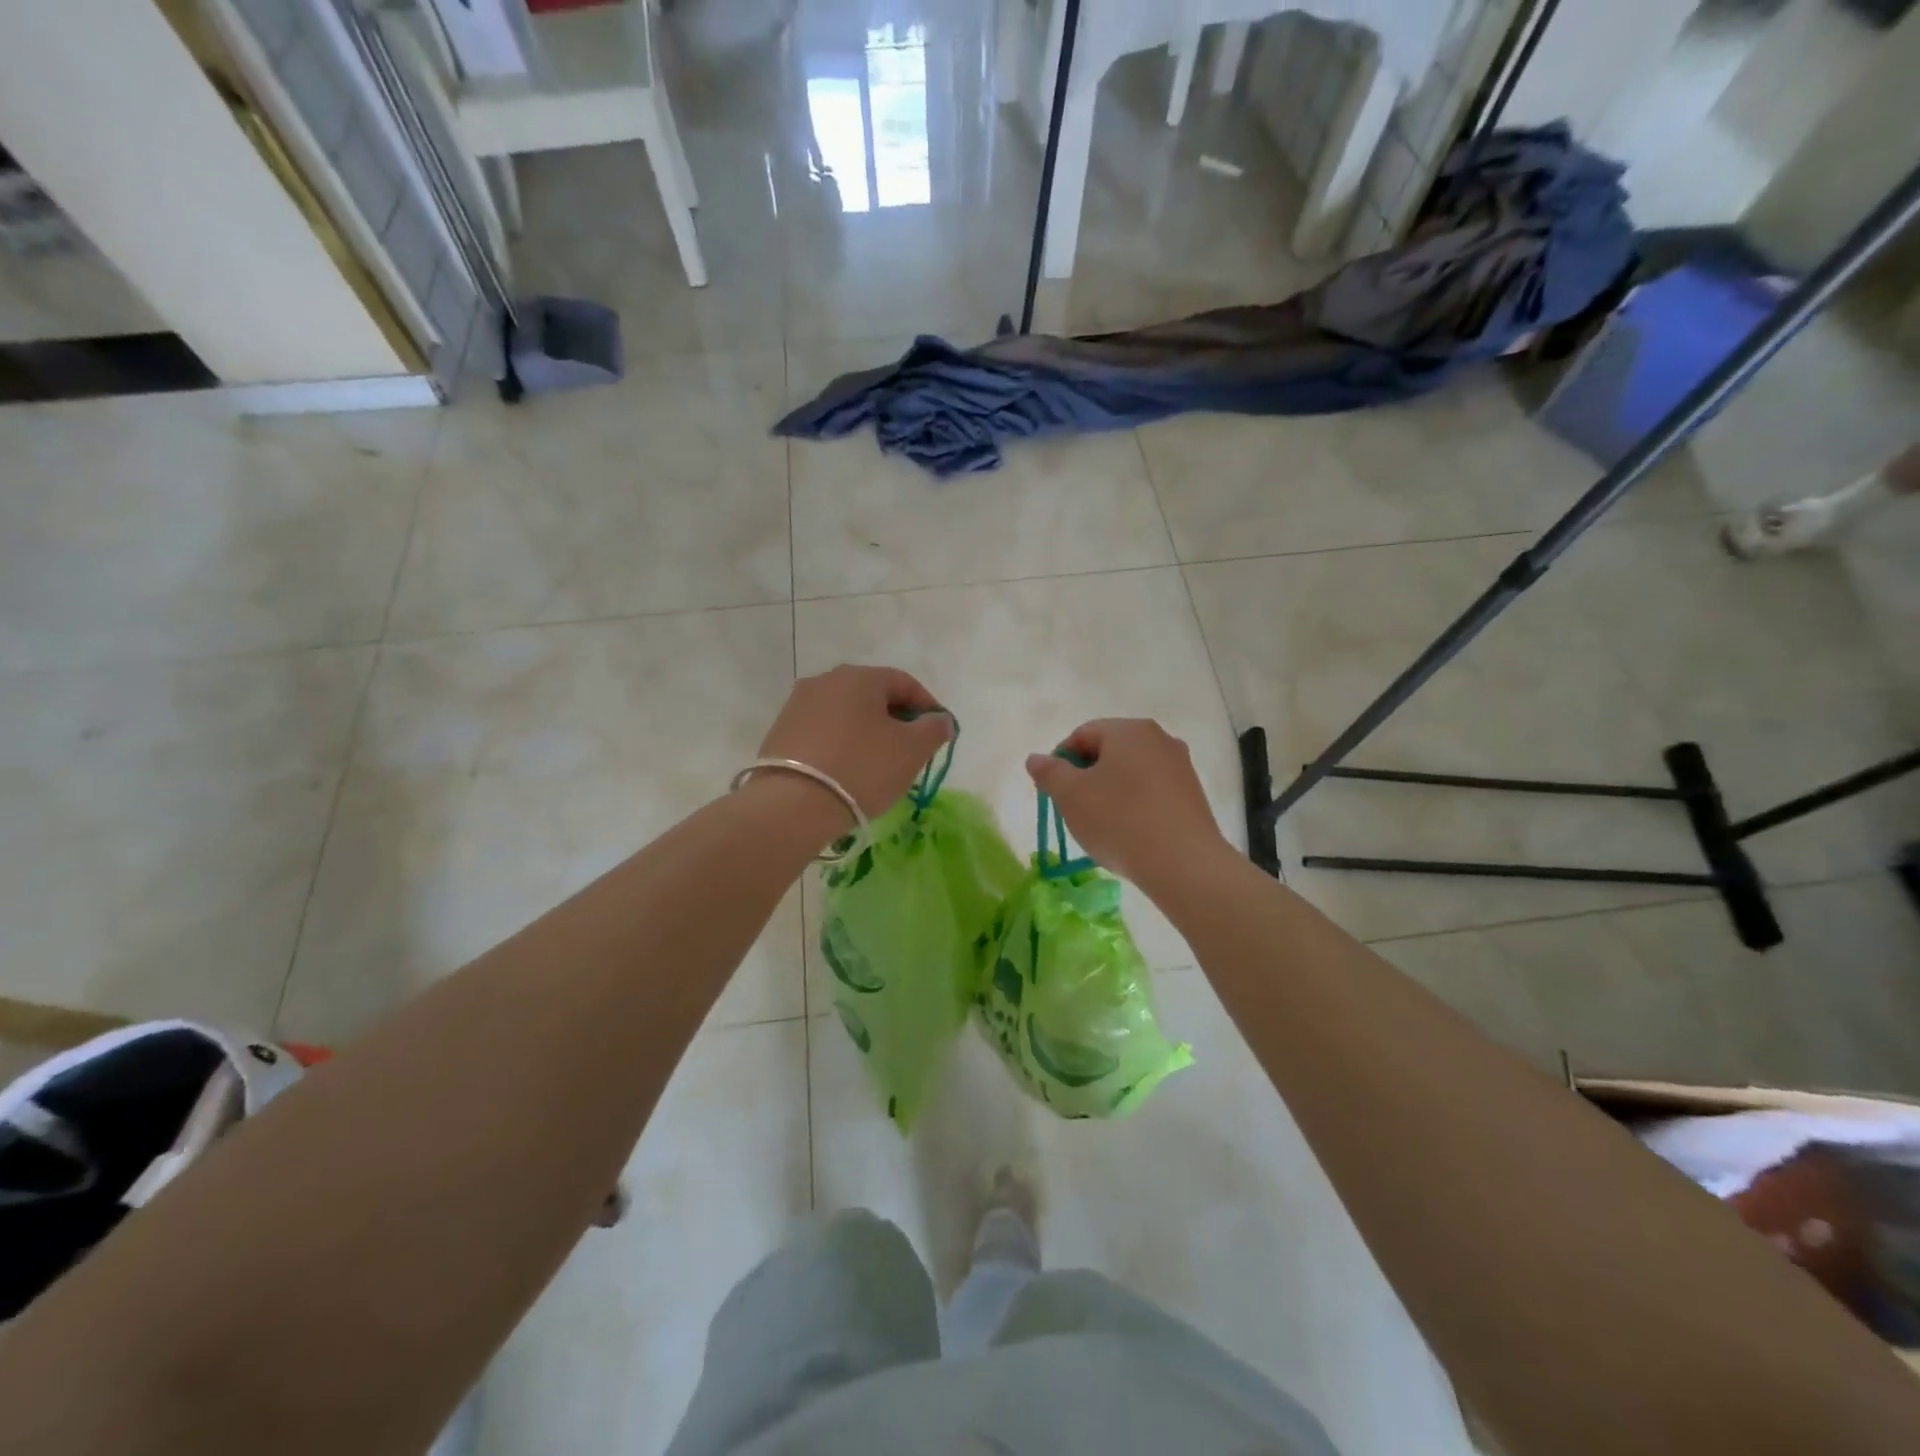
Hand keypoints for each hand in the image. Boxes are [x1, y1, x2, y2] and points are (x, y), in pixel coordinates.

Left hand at [758, 665, 953, 817]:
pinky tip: (846, 771)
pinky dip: (840, 744)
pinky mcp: (780, 732)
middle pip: (872, 695)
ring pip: (846, 714)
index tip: (937, 734)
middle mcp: (825, 681)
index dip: (927, 706)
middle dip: (895, 719)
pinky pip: (823, 732)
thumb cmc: (862, 769)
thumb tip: (940, 719)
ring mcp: (798, 705)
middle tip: (910, 750)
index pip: (904, 682)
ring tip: (877, 764)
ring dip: (866, 732)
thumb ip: (934, 729)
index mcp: (859, 677)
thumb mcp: (912, 750)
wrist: (793, 805)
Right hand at [1025, 719, 1229, 889]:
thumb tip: (1036, 758)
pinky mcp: (1193, 795)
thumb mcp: (1071, 796)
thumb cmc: (1119, 820)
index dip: (1060, 761)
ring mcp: (1181, 766)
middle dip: (1086, 777)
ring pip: (1131, 773)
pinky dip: (1134, 805)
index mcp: (1129, 730)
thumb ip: (1049, 772)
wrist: (1184, 864)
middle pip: (1109, 751)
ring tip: (1100, 825)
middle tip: (1073, 809)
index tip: (1052, 791)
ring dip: (1110, 792)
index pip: (1083, 734)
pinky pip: (1152, 791)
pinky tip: (1129, 832)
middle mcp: (1160, 739)